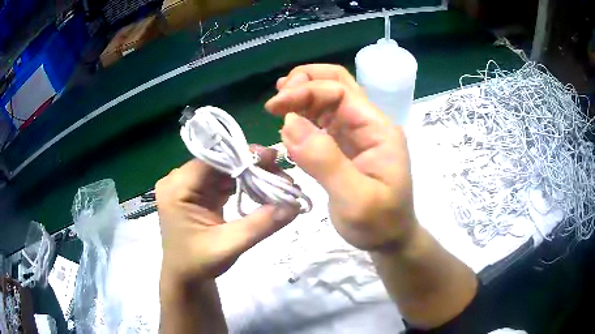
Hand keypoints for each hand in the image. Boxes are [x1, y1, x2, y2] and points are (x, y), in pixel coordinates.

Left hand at [155, 146, 297, 284]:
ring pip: (223, 171)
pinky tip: (262, 187)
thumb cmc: (199, 264)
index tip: (273, 158)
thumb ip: (260, 224)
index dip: (242, 155)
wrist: (186, 277)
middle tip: (280, 171)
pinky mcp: (198, 193)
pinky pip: (223, 181)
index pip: (211, 160)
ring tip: (276, 180)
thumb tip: (294, 205)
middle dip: (250, 165)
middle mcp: (179, 181)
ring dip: (249, 174)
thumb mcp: (229, 246)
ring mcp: (188, 186)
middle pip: (219, 162)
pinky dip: (243, 184)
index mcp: (176, 188)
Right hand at [266, 64, 416, 251]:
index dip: (306, 91)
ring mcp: (356, 135)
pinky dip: (302, 118)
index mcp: (377, 130)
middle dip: (305, 83)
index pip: (340, 91)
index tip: (274, 106)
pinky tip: (288, 125)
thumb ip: (325, 161)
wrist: (390, 240)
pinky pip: (321, 123)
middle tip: (277, 99)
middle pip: (336, 86)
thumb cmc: (380, 223)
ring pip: (327, 101)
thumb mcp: (356, 199)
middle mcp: (367, 125)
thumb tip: (289, 122)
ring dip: (302, 98)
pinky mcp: (343, 148)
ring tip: (277, 107)